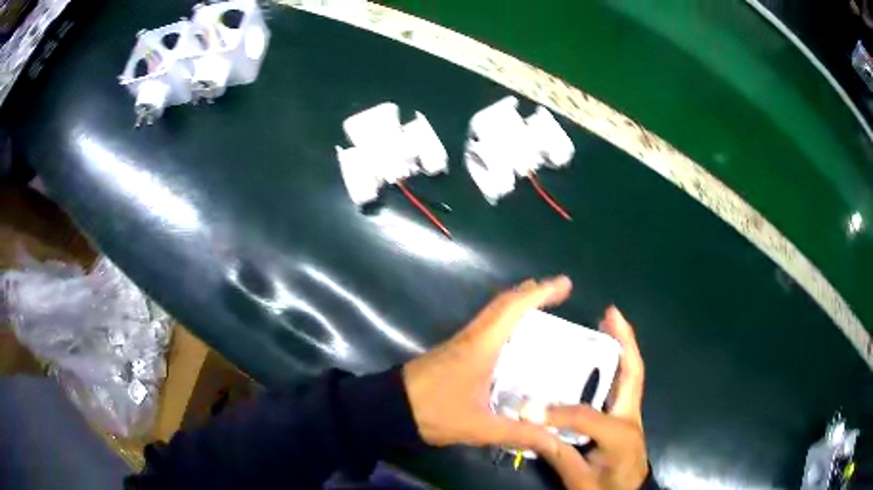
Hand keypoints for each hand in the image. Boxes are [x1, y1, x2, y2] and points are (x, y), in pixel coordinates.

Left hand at [402, 276, 571, 449]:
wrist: (389, 408)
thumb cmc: (434, 412)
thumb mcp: (479, 427)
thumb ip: (517, 433)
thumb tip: (554, 440)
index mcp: (480, 346)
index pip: (513, 309)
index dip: (540, 293)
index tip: (564, 284)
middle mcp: (471, 337)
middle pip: (503, 304)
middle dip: (532, 292)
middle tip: (558, 290)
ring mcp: (460, 343)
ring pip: (493, 313)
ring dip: (517, 304)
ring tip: (541, 306)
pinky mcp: (454, 352)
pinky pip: (486, 326)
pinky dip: (505, 320)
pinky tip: (513, 337)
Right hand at [539, 306, 648, 489]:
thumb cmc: (606, 489)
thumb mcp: (579, 479)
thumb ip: (558, 453)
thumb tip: (531, 426)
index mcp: (620, 434)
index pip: (585, 416)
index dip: (556, 412)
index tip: (528, 408)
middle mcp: (631, 417)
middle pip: (633, 372)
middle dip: (625, 340)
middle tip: (611, 312)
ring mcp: (633, 414)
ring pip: (632, 374)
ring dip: (624, 347)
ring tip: (609, 324)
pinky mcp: (628, 416)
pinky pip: (626, 384)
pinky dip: (620, 364)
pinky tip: (606, 357)